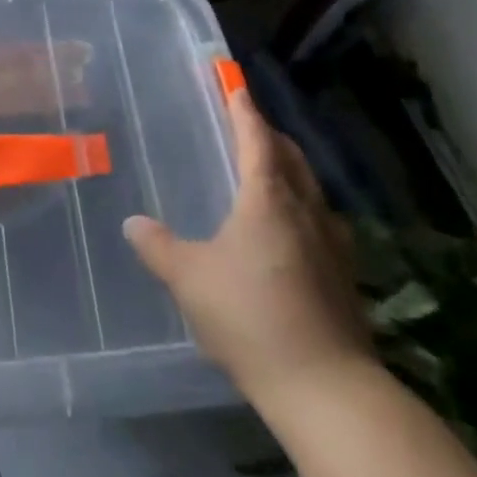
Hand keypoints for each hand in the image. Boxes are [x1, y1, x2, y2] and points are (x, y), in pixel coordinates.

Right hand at [123, 74, 371, 414]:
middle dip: (270, 136)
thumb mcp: (190, 279)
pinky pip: (319, 220)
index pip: (256, 139)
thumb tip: (132, 222)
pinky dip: (301, 206)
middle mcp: (305, 210)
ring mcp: (331, 244)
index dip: (244, 111)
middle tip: (248, 125)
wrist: (328, 389)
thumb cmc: (251, 316)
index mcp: (268, 198)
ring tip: (268, 172)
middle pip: (291, 158)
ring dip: (289, 170)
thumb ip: (158, 246)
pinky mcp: (344, 276)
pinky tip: (289, 230)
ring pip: (310, 188)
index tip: (235, 87)